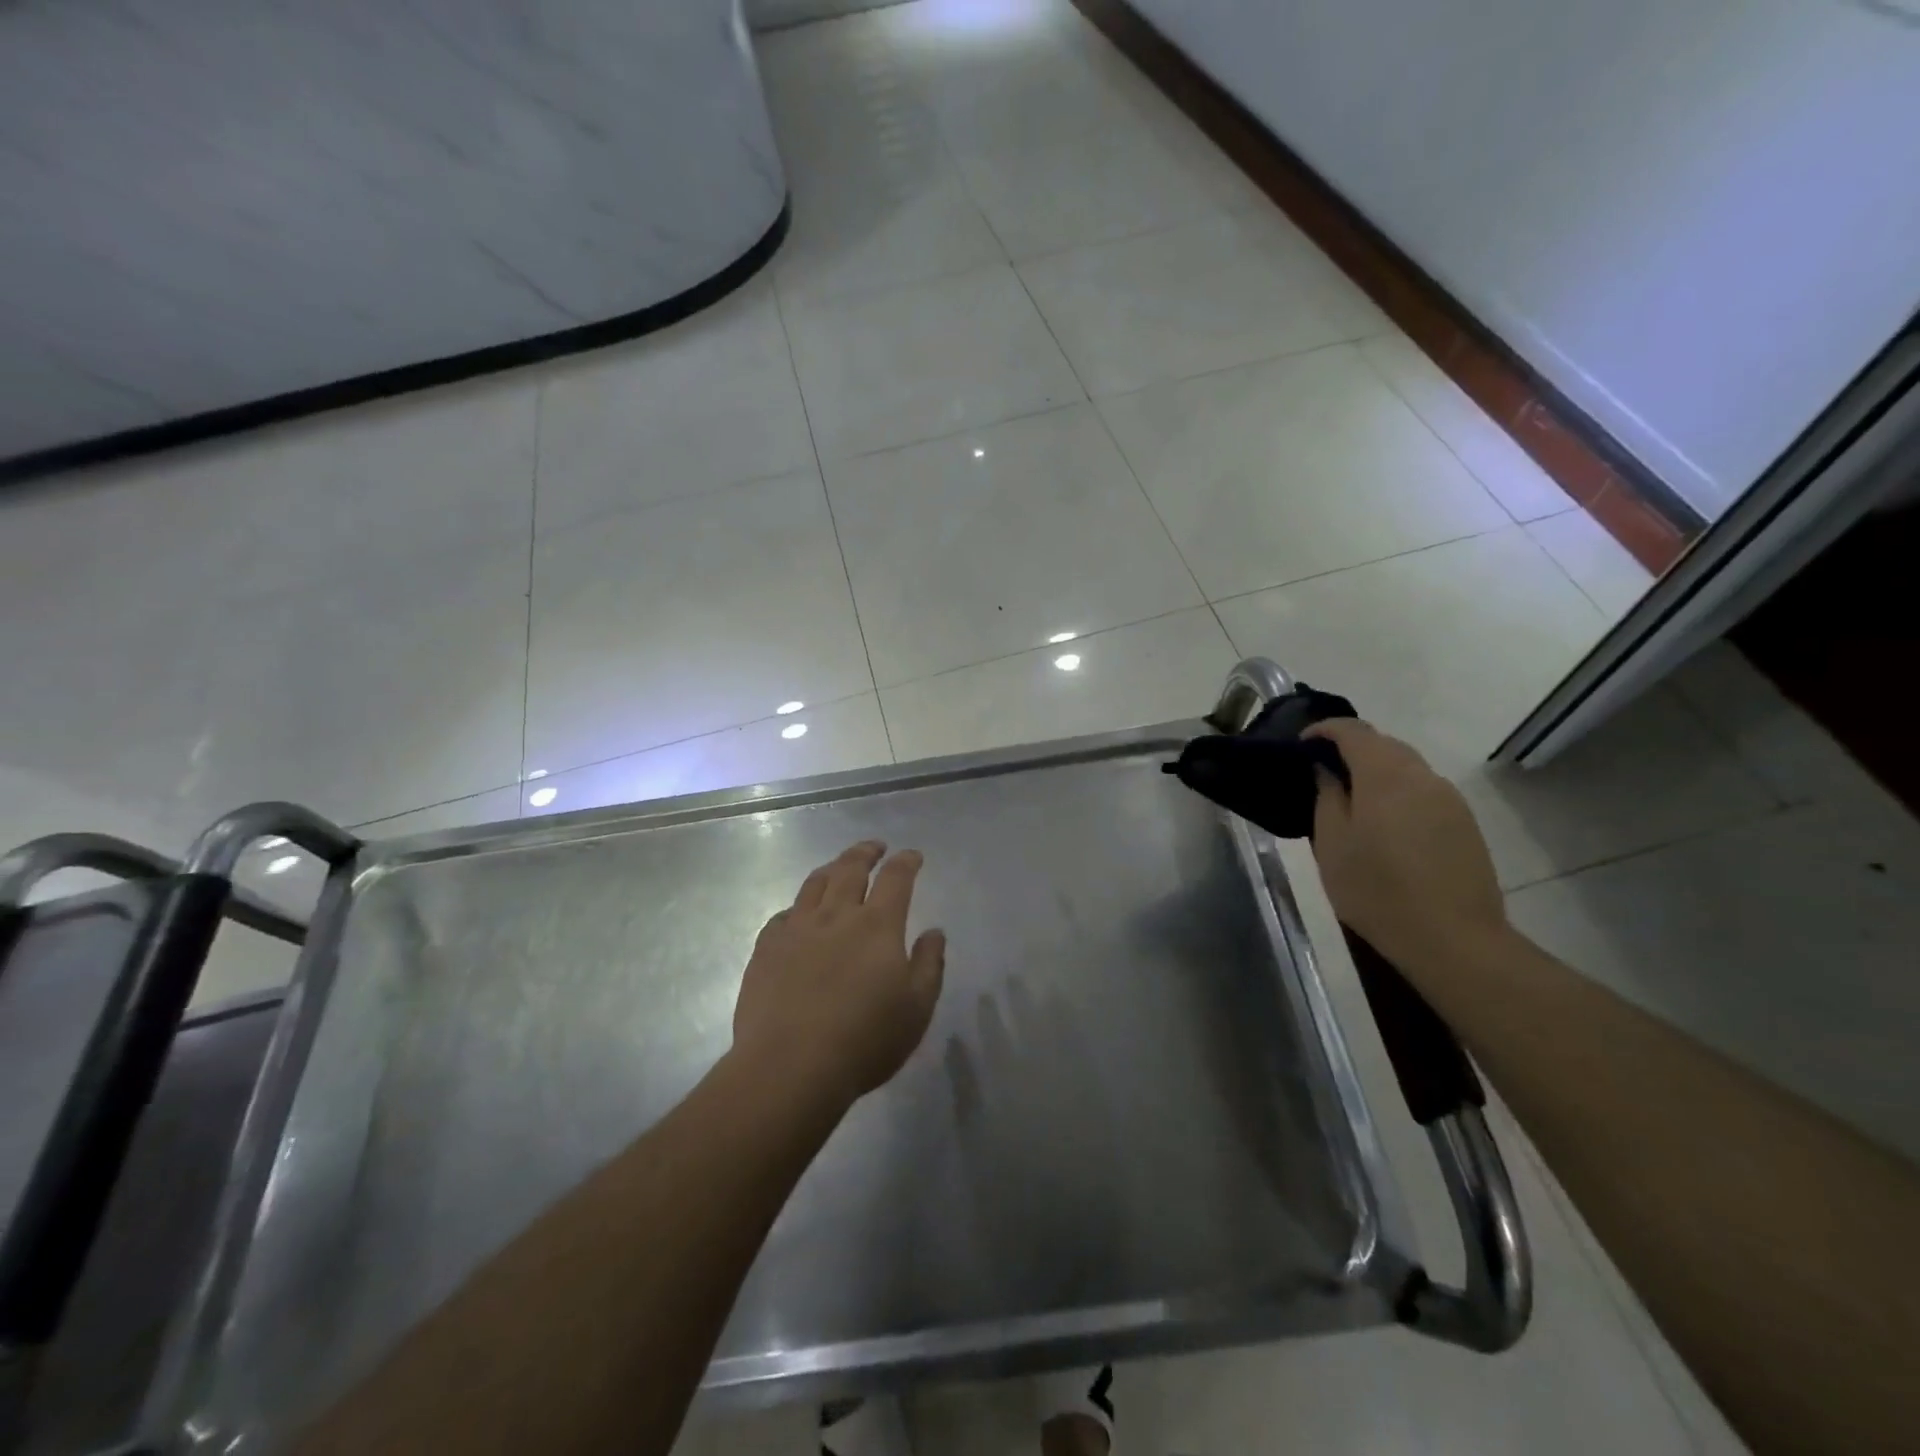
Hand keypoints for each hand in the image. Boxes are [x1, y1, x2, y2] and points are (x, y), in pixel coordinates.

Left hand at [732, 841, 946, 1107]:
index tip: (912, 855)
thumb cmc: (864, 1040)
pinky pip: (784, 914)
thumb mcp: (917, 1008)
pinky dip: (798, 907)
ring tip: (838, 867)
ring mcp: (796, 929)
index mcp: (877, 925)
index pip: (896, 878)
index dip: (906, 862)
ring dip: (831, 869)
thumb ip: (929, 965)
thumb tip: (934, 932)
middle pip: (851, 868)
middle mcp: (836, 915)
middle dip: (866, 852)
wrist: (790, 1067)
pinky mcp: (766, 948)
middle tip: (875, 847)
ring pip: (814, 884)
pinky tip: (799, 915)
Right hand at [1302, 719, 1510, 974]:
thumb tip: (1326, 770)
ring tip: (1352, 799)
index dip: (1325, 729)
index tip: (1303, 744)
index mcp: (1385, 775)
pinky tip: (1385, 824)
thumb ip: (1327, 797)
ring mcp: (1449, 799)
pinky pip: (1424, 791)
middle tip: (1323, 772)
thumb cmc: (1377, 890)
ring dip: (1377, 770)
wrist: (1453, 939)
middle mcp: (1422, 776)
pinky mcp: (1464, 822)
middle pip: (1384, 743)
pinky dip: (1398, 791)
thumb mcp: (1331, 844)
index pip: (1354, 730)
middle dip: (1352, 748)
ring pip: (1407, 767)